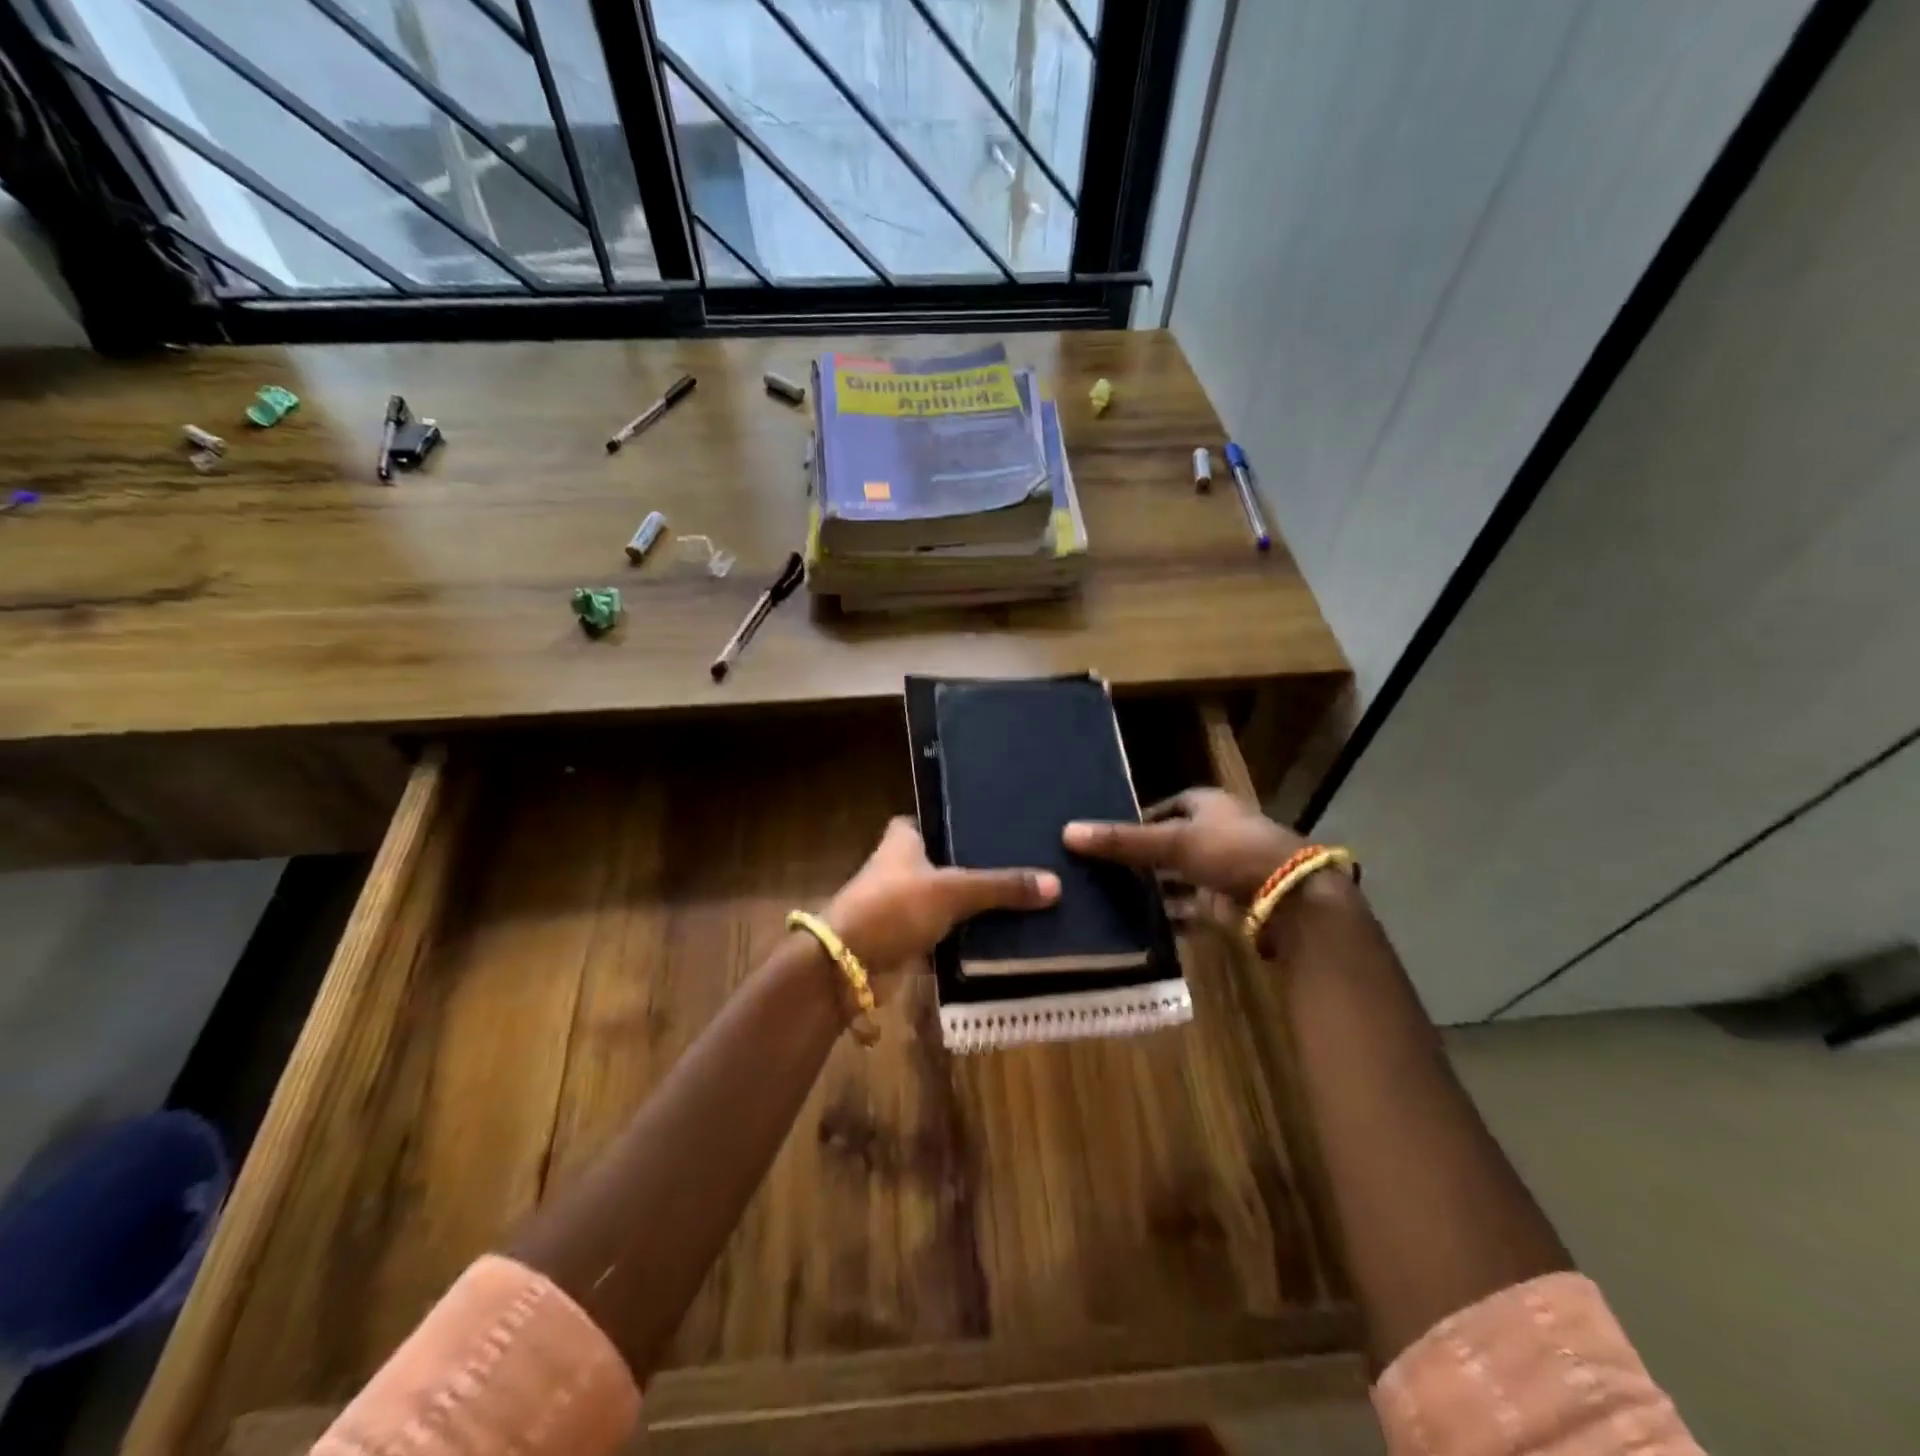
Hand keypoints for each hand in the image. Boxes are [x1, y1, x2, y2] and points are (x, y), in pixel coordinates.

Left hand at [823, 817, 1058, 981]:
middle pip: (945, 859)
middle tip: (1024, 861)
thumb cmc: (894, 907)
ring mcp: (901, 902)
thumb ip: (1001, 887)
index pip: (935, 819)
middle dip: (976, 864)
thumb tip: (1055, 884)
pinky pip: (944, 929)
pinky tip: (1000, 931)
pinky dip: (965, 932)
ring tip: (1023, 895)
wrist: (848, 964)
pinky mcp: (905, 936)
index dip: (961, 820)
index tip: (998, 824)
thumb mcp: (953, 891)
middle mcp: (900, 865)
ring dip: (973, 902)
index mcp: (903, 839)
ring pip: (946, 896)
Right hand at [1063, 787, 1303, 904]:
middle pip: (1170, 843)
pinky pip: (1190, 906)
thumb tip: (1067, 832)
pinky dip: (1170, 914)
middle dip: (1141, 857)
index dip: (1136, 820)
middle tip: (1101, 870)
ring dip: (1154, 887)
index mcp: (1206, 805)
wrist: (1290, 898)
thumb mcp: (1171, 841)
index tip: (1106, 837)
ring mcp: (1224, 869)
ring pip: (1178, 876)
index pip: (1163, 807)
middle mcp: (1216, 832)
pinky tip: (1141, 923)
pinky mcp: (1228, 902)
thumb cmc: (1230, 851)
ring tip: (1112, 897)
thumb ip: (1121, 840)